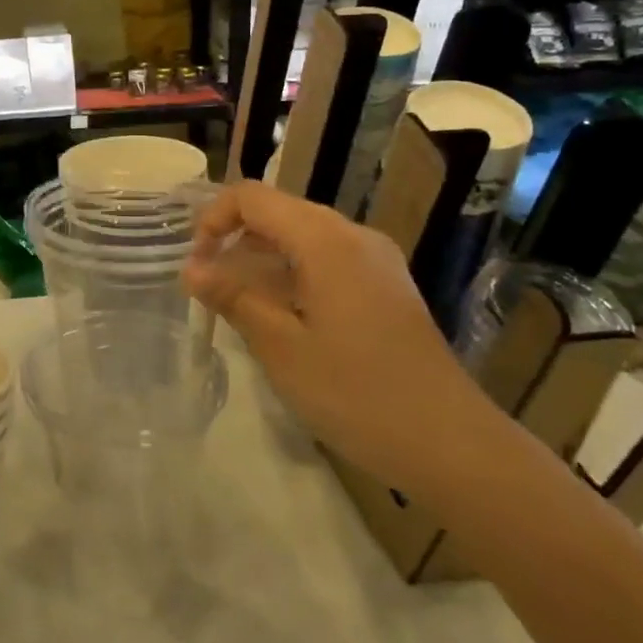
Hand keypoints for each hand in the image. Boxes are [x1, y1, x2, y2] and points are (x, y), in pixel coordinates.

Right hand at [181, 182, 500, 495]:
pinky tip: (282, 316)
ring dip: (262, 258)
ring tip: (237, 304)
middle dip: (235, 238)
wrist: (452, 444)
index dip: (213, 219)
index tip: (195, 264)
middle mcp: (353, 236)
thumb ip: (233, 297)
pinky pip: (327, 259)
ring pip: (303, 236)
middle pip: (279, 211)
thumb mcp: (280, 347)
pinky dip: (292, 273)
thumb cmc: (357, 394)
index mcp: (325, 240)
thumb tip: (191, 268)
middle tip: (208, 286)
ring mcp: (376, 260)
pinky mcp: (387, 287)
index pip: (253, 197)